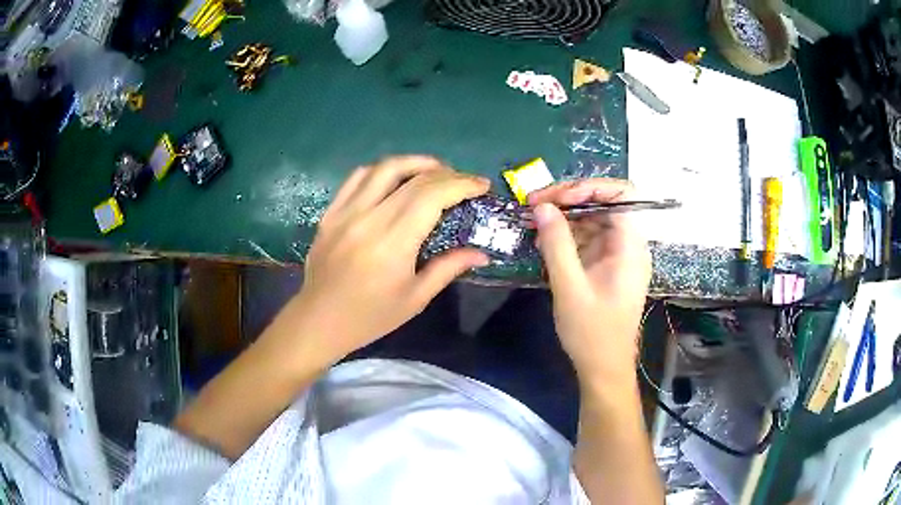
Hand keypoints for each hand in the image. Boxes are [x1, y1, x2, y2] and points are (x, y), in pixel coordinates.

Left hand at [291, 156, 489, 362]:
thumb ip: (449, 268)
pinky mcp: (331, 212)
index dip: (461, 184)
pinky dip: (382, 171)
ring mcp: (345, 211)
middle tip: (463, 182)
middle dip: (446, 173)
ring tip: (433, 171)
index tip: (482, 185)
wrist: (319, 320)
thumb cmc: (370, 316)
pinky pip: (357, 177)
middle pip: (413, 178)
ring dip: (414, 163)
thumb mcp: (415, 298)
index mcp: (392, 242)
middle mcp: (368, 218)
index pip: (432, 196)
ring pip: (383, 168)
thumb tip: (481, 254)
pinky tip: (395, 179)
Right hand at [528, 179, 650, 385]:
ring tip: (532, 222)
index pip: (621, 194)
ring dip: (563, 218)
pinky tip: (543, 241)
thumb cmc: (592, 332)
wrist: (603, 367)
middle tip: (534, 205)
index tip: (557, 197)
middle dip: (568, 200)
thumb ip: (556, 244)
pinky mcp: (605, 264)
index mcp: (630, 246)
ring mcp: (617, 254)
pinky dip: (565, 236)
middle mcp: (628, 244)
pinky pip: (586, 239)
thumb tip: (542, 207)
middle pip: (603, 203)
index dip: (590, 187)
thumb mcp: (570, 287)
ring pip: (592, 219)